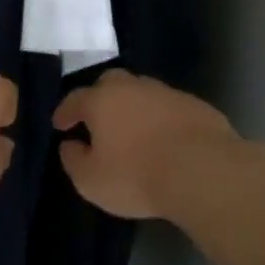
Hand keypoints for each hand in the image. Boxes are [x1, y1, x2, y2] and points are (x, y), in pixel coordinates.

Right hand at [53, 71, 237, 219]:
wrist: (204, 172)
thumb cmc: (136, 175)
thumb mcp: (91, 180)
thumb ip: (74, 160)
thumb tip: (70, 145)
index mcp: (102, 100)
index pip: (75, 99)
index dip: (65, 112)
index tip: (60, 125)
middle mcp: (134, 88)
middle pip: (111, 83)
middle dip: (100, 98)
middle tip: (97, 119)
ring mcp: (169, 94)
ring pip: (143, 93)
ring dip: (134, 108)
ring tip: (132, 131)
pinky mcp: (197, 107)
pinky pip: (170, 109)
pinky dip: (161, 120)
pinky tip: (164, 139)